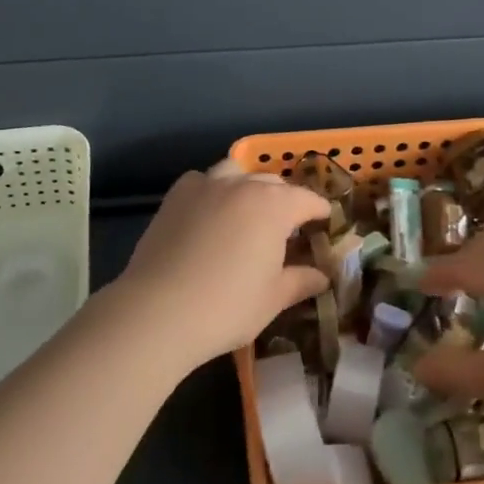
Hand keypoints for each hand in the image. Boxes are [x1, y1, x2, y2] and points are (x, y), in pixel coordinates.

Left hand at [113, 159, 330, 372]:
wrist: (158, 311)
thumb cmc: (226, 307)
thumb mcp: (273, 299)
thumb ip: (301, 280)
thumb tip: (322, 276)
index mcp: (274, 205)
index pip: (308, 200)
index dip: (319, 211)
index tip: (325, 223)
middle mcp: (242, 185)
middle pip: (273, 183)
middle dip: (285, 200)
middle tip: (287, 228)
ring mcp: (206, 185)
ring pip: (236, 172)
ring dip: (248, 186)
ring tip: (247, 212)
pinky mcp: (176, 195)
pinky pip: (203, 181)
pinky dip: (213, 191)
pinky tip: (210, 215)